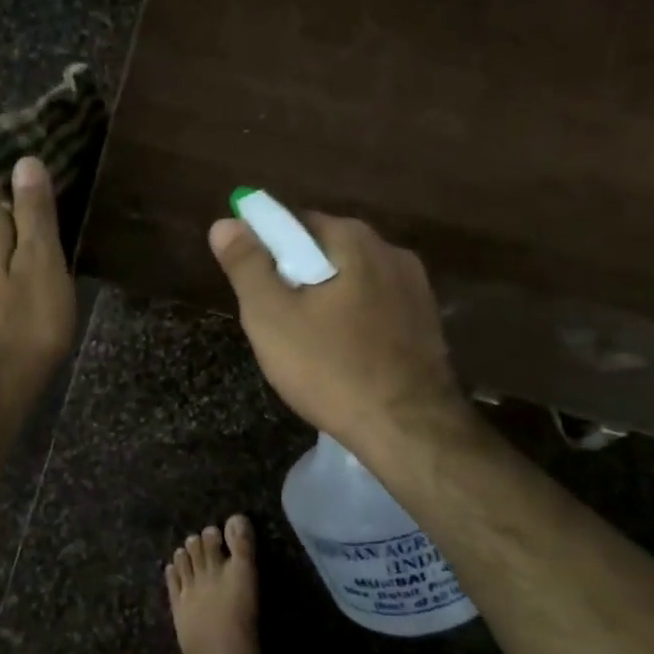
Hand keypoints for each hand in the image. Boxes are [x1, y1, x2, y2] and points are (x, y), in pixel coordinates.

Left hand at [0, 157, 76, 412]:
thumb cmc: (24, 325)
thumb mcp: (40, 263)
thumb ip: (34, 213)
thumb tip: (24, 160)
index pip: (2, 183)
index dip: (29, 171)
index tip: (63, 158)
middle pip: (4, 211)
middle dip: (33, 199)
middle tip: (78, 188)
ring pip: (6, 239)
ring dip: (33, 230)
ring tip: (72, 220)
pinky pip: (7, 263)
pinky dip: (28, 256)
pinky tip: (52, 262)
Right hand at [207, 211, 469, 455]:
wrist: (408, 430)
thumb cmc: (330, 368)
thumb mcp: (271, 316)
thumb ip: (246, 265)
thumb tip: (225, 223)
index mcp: (355, 240)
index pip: (296, 223)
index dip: (266, 249)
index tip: (253, 285)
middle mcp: (392, 252)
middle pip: (326, 252)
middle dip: (296, 277)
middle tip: (274, 321)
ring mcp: (416, 289)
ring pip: (352, 282)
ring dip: (326, 300)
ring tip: (307, 345)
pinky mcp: (427, 323)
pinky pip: (375, 308)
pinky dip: (353, 322)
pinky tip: (342, 357)